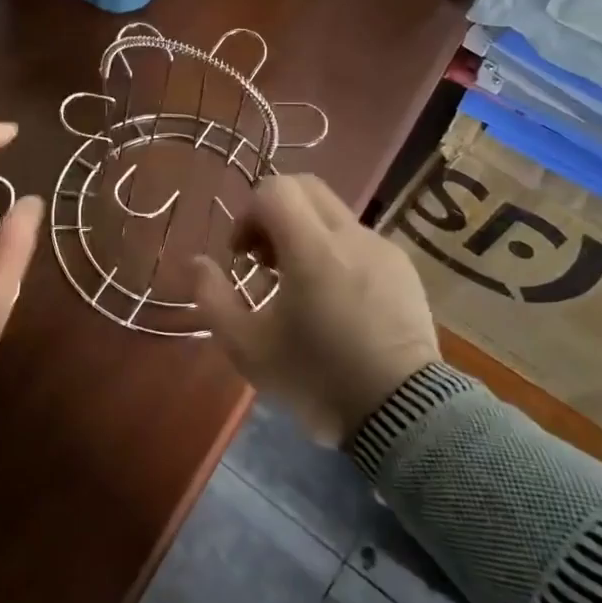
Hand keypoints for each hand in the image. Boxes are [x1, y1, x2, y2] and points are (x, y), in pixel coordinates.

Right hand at [193, 174, 440, 444]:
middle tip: (264, 259)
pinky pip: (359, 240)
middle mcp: (351, 236)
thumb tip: (197, 263)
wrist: (403, 415)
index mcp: (312, 249)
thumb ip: (212, 298)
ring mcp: (383, 249)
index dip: (247, 214)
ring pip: (333, 214)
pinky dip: (335, 252)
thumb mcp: (247, 347)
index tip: (242, 256)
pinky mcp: (404, 268)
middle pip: (305, 188)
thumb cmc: (316, 377)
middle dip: (274, 213)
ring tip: (298, 285)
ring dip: (305, 234)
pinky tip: (334, 300)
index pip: (274, 190)